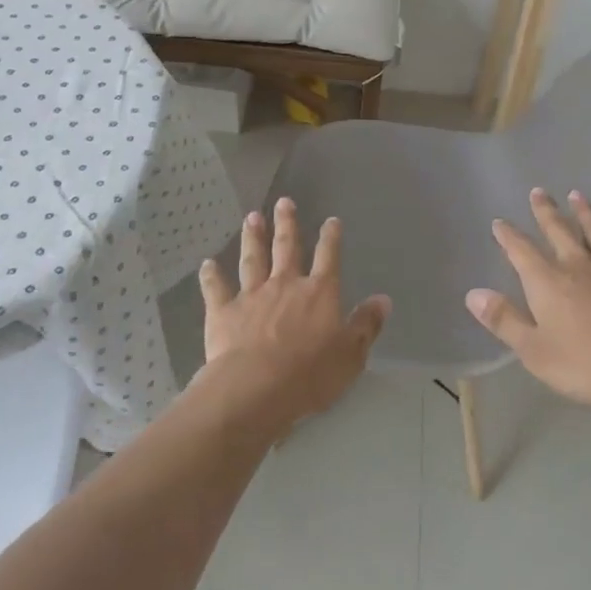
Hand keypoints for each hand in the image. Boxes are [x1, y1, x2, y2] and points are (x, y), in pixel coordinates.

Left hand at [195, 198, 390, 435]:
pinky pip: (216, 288)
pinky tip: (207, 264)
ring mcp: (252, 295)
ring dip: (252, 238)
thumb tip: (383, 299)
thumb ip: (366, 325)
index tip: (331, 221)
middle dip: (287, 224)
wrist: (256, 387)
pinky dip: (211, 275)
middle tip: (283, 202)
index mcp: (318, 293)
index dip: (331, 238)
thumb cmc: (310, 375)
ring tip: (251, 218)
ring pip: (253, 259)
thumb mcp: (351, 355)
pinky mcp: (223, 311)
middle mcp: (285, 285)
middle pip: (287, 247)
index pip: (328, 258)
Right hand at [466, 189, 590, 413]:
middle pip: (559, 230)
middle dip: (546, 211)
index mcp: (547, 281)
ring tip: (578, 196)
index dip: (508, 235)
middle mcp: (579, 265)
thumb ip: (505, 321)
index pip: (521, 250)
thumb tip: (473, 294)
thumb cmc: (589, 364)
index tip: (499, 222)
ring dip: (586, 214)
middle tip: (539, 191)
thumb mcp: (535, 351)